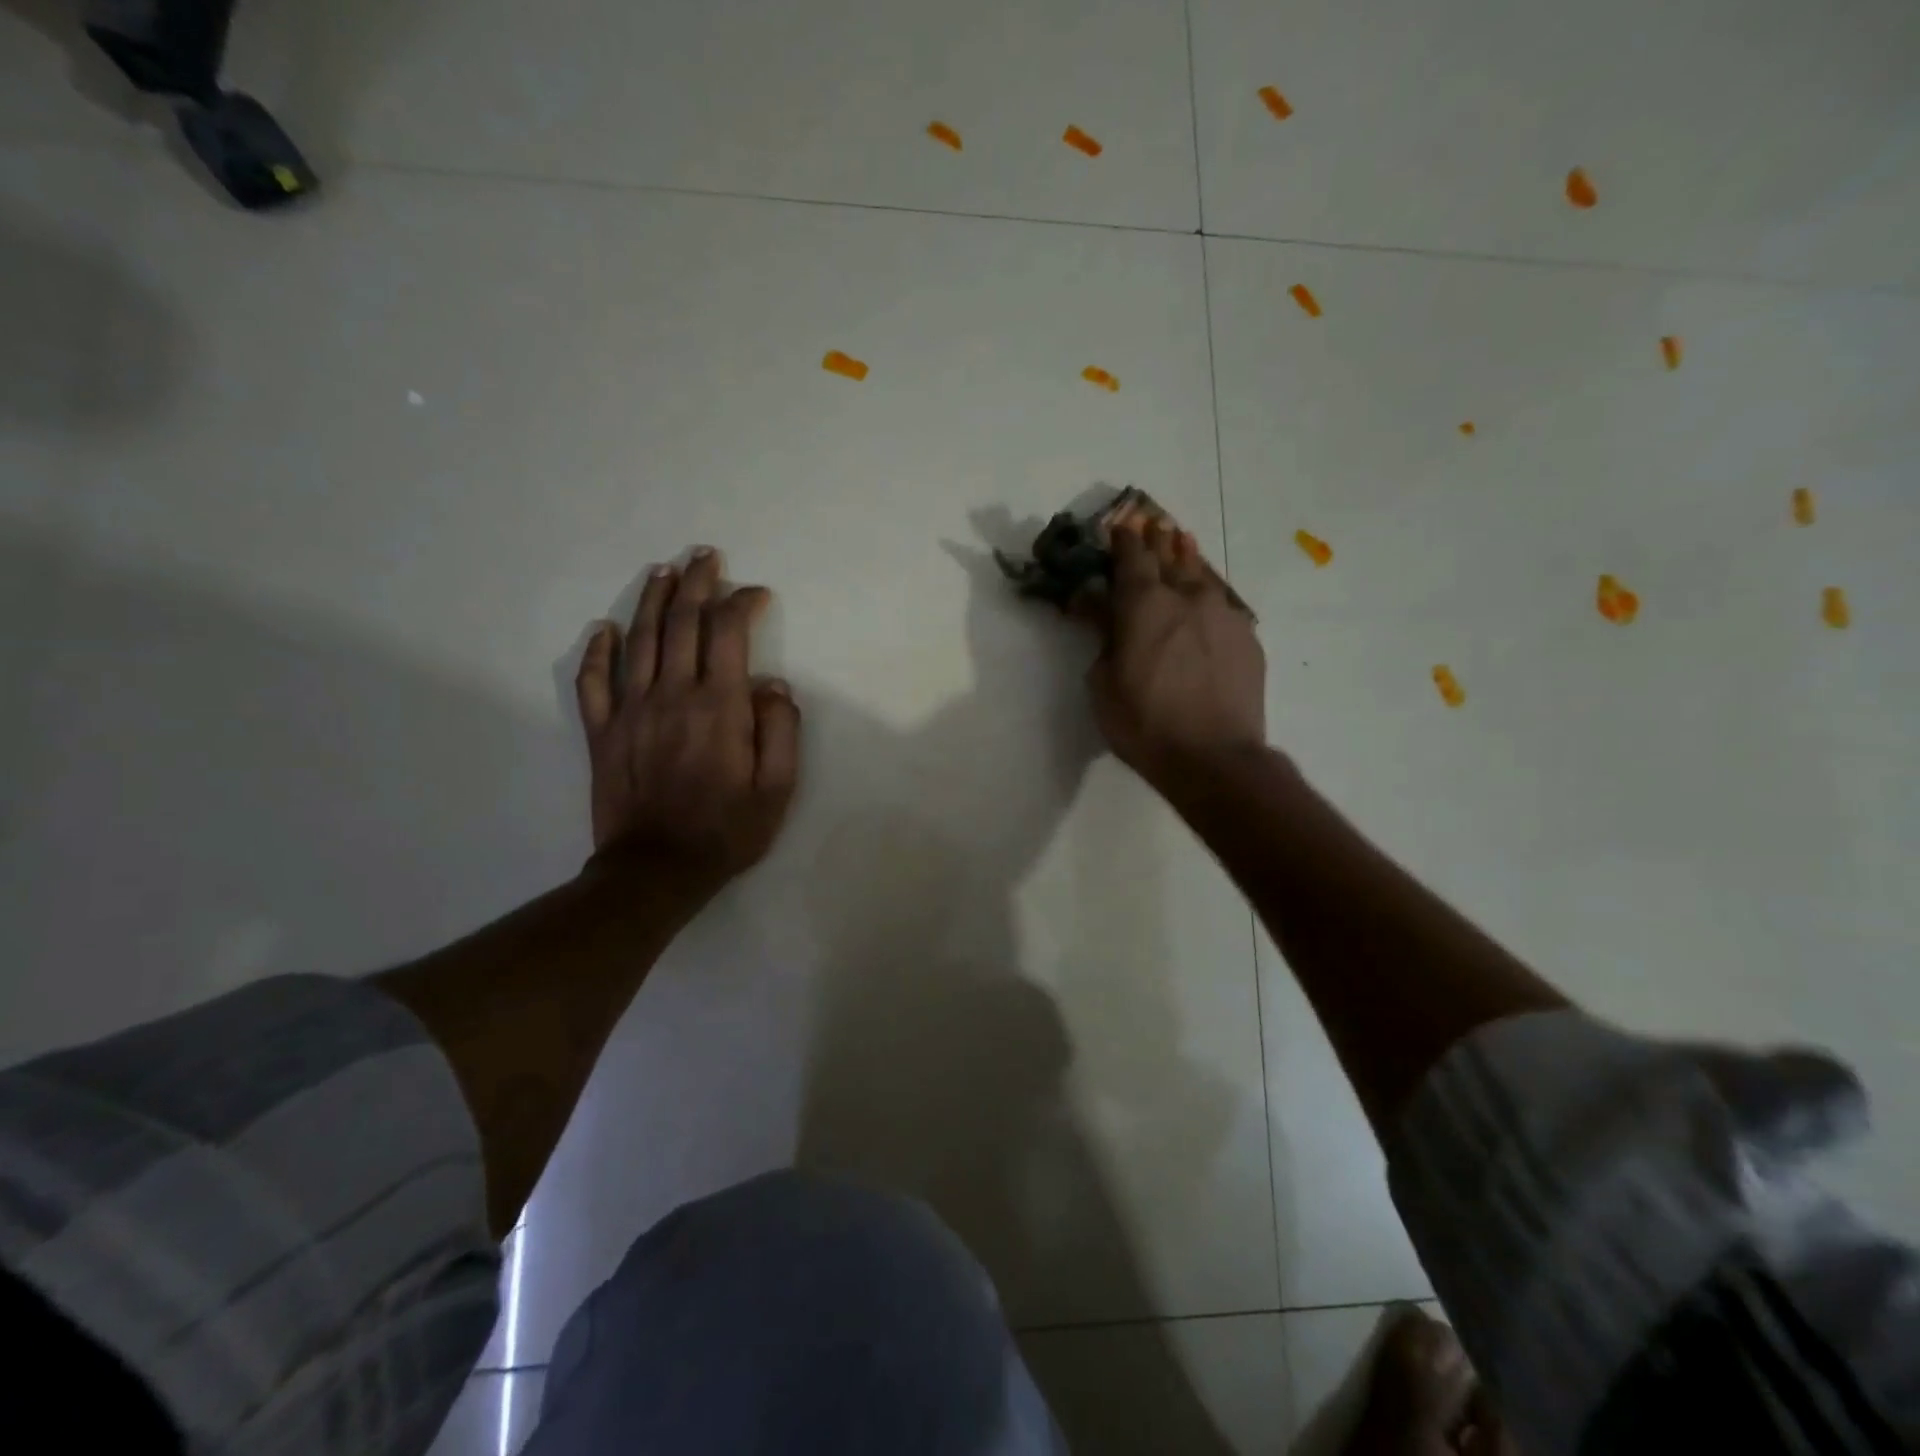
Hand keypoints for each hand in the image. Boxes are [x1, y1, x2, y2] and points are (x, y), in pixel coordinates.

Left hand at [574, 547, 800, 887]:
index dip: (742, 603)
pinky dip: (596, 651)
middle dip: (696, 583)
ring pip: (638, 640)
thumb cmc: (727, 830)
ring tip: (663, 571)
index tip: (757, 594)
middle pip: (681, 622)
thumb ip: (781, 730)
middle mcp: (673, 694)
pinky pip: (593, 681)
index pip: (729, 632)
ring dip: (651, 600)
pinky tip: (602, 629)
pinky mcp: (602, 732)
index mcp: (720, 705)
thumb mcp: (778, 788)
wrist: (657, 870)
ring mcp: (631, 710)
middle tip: (704, 555)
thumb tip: (772, 684)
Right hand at [1081, 519, 1266, 793]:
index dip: (1123, 539)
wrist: (1214, 758)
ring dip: (1187, 556)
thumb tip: (1095, 606)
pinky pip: (1223, 602)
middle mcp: (1187, 596)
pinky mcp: (1247, 637)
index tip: (1118, 526)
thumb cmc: (1144, 723)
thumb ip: (1102, 637)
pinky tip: (1207, 597)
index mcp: (1144, 604)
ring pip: (1202, 573)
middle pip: (1170, 555)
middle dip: (1157, 539)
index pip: (1132, 556)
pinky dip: (1209, 593)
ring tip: (1181, 541)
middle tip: (1151, 524)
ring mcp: (1224, 614)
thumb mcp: (1104, 683)